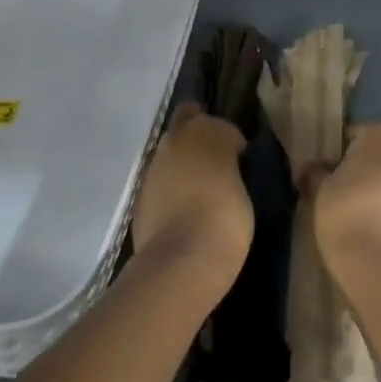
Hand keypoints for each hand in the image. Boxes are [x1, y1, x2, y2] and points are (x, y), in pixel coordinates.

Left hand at [131, 105, 251, 283]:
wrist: (181, 261)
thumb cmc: (225, 218)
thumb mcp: (241, 188)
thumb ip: (227, 167)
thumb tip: (223, 167)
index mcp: (205, 130)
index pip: (214, 120)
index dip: (225, 136)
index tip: (236, 157)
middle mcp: (174, 140)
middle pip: (184, 125)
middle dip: (196, 139)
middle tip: (213, 166)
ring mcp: (152, 168)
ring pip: (168, 155)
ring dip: (180, 165)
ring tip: (198, 194)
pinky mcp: (139, 197)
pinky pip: (160, 184)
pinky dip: (169, 191)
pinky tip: (181, 212)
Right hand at [307, 122, 380, 275]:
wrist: (379, 267)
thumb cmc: (346, 212)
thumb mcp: (319, 188)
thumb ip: (316, 172)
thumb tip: (312, 168)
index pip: (356, 136)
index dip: (339, 155)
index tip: (328, 175)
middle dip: (367, 170)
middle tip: (344, 194)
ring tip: (362, 218)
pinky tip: (379, 236)